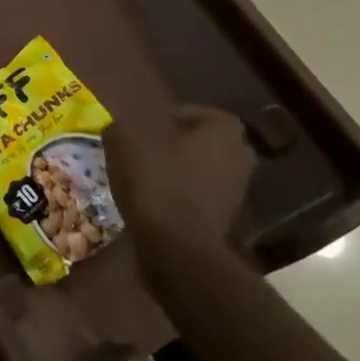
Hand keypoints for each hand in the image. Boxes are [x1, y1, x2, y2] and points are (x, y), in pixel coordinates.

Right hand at [109, 105, 255, 258]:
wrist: (179, 249)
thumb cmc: (157, 182)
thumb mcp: (126, 139)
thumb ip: (122, 122)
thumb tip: (119, 121)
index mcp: (224, 127)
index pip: (183, 111)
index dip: (152, 120)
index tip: (130, 133)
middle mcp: (240, 153)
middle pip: (192, 140)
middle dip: (166, 145)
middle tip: (134, 153)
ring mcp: (237, 189)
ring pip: (195, 168)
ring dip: (171, 171)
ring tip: (138, 180)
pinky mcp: (226, 218)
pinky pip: (194, 196)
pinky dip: (175, 196)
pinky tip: (150, 203)